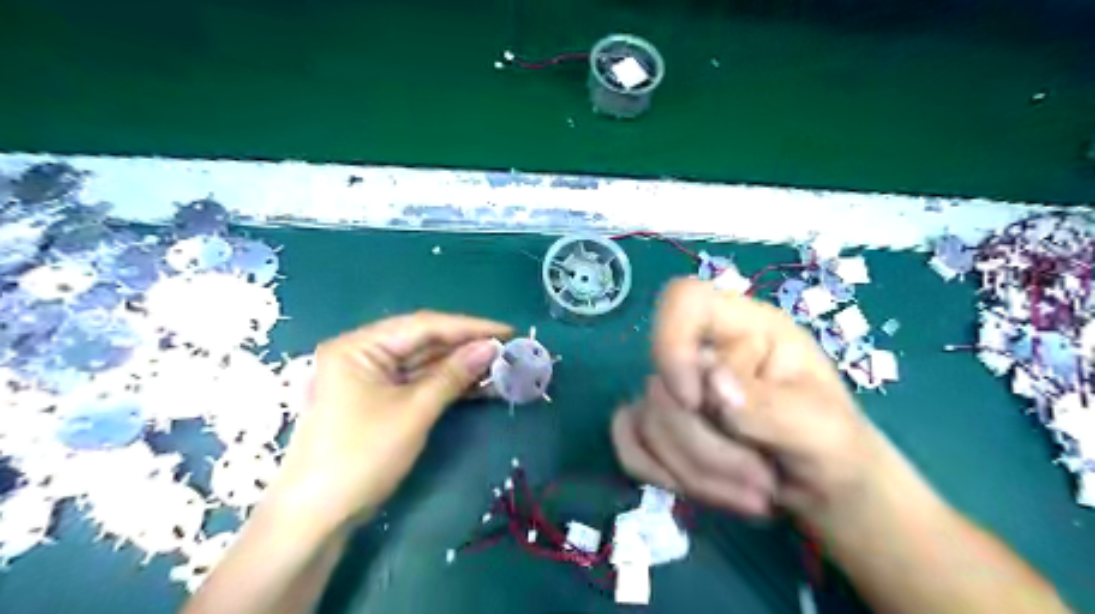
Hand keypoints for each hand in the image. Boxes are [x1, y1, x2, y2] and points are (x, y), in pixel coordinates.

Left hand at [273, 313, 514, 530]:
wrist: (316, 518)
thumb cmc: (361, 457)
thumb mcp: (413, 412)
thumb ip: (453, 374)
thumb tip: (490, 348)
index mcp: (359, 346)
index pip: (423, 325)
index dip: (469, 327)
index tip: (507, 331)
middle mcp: (363, 353)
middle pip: (424, 342)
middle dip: (467, 347)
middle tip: (508, 350)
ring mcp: (370, 378)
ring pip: (424, 363)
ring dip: (461, 366)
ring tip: (501, 367)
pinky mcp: (379, 400)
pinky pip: (419, 383)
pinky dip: (447, 385)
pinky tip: (479, 385)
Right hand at [612, 281, 892, 525]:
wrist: (824, 489)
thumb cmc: (834, 445)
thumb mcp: (823, 429)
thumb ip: (771, 406)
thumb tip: (712, 386)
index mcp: (746, 328)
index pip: (685, 300)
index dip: (672, 342)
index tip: (695, 401)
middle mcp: (703, 351)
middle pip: (661, 383)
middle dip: (706, 449)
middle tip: (762, 486)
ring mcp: (677, 387)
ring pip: (647, 422)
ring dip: (696, 474)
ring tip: (754, 497)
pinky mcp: (658, 423)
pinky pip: (629, 444)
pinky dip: (659, 475)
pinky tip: (702, 491)